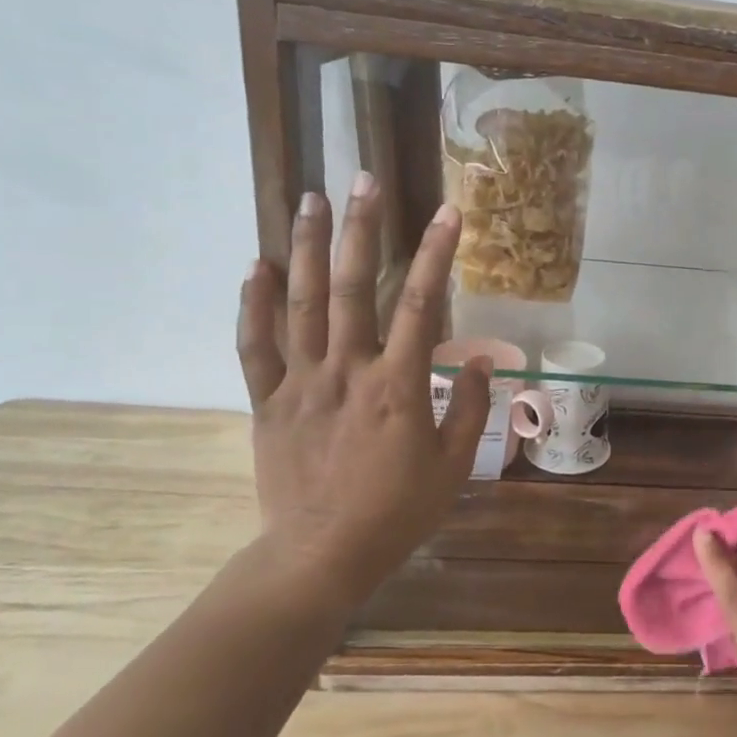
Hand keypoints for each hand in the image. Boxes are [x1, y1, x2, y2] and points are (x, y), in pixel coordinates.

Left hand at [236, 174, 491, 601]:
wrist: (321, 555)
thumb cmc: (398, 512)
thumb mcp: (453, 466)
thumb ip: (470, 409)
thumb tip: (483, 363)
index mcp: (398, 386)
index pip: (423, 306)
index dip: (437, 255)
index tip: (449, 213)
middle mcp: (347, 371)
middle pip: (354, 288)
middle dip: (361, 229)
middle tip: (363, 181)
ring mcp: (301, 383)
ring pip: (301, 303)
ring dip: (308, 248)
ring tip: (312, 200)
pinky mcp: (267, 402)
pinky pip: (254, 346)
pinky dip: (253, 304)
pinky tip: (258, 265)